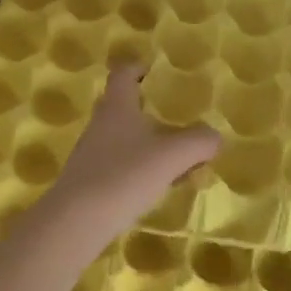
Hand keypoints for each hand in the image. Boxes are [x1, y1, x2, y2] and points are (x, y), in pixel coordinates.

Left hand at [45, 68, 220, 240]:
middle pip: (124, 107)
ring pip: (125, 139)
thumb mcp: (174, 155)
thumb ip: (200, 141)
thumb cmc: (125, 174)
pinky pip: (120, 165)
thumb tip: (214, 137)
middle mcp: (101, 124)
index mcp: (118, 106)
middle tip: (175, 119)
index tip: (152, 70)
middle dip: (149, 111)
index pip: (123, 74)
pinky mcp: (89, 181)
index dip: (137, 68)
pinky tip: (159, 188)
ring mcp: (91, 154)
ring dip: (149, 145)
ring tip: (178, 162)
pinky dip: (141, 170)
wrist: (76, 222)